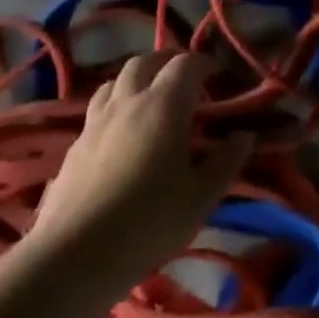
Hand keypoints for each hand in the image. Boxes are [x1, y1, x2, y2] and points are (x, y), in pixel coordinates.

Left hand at [33, 52, 252, 281]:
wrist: (75, 255)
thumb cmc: (149, 221)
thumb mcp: (201, 197)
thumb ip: (226, 161)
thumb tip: (244, 136)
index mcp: (164, 105)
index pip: (185, 63)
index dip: (204, 63)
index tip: (218, 76)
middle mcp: (128, 101)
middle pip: (144, 61)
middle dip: (166, 62)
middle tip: (184, 79)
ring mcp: (96, 121)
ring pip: (115, 81)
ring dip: (136, 80)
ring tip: (150, 99)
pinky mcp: (74, 145)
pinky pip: (98, 109)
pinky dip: (115, 107)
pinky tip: (121, 133)